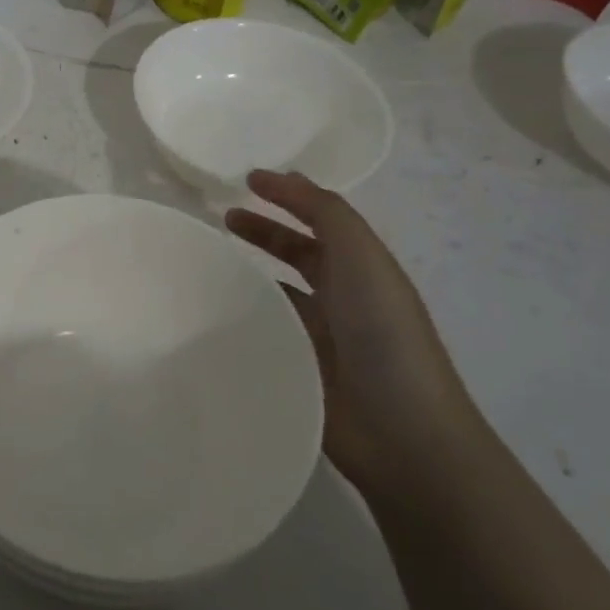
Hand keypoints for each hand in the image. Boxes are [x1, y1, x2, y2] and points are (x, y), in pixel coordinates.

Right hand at [226, 171, 483, 499]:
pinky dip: (245, 316)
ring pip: (279, 292)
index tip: (244, 180)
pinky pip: (267, 331)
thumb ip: (325, 212)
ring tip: (208, 263)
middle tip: (220, 219)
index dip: (287, 196)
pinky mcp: (300, 369)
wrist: (401, 431)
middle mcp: (344, 297)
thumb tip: (283, 178)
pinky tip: (213, 312)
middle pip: (298, 252)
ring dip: (249, 273)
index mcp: (364, 268)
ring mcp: (322, 336)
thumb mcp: (362, 256)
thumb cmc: (383, 333)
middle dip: (264, 231)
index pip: (322, 219)